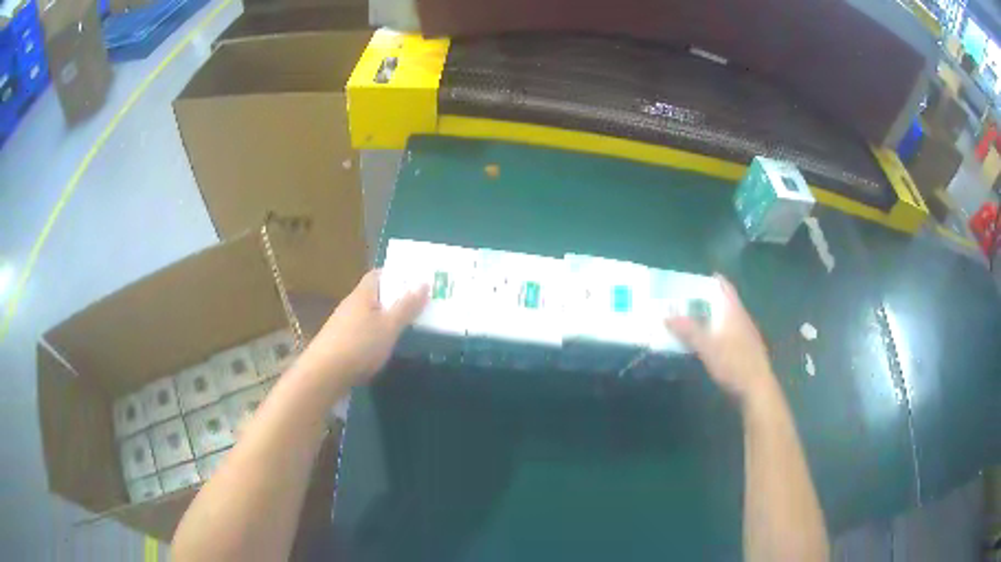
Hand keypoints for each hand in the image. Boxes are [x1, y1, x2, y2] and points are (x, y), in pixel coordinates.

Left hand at [305, 269, 427, 388]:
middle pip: (374, 294)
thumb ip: (406, 306)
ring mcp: (343, 324)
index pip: (378, 274)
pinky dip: (376, 333)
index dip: (396, 274)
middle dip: (394, 297)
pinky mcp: (340, 342)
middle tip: (418, 304)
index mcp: (362, 294)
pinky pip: (363, 330)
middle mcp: (351, 304)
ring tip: (406, 325)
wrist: (324, 374)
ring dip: (385, 316)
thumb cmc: (360, 345)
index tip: (416, 280)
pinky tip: (384, 346)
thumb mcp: (389, 326)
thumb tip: (423, 282)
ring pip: (368, 313)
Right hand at [665, 274, 776, 409]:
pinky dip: (716, 332)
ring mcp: (745, 335)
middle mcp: (741, 318)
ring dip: (711, 317)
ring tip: (691, 320)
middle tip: (685, 300)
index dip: (712, 280)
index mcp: (734, 311)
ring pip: (726, 319)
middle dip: (707, 299)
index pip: (724, 287)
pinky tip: (706, 342)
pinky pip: (728, 333)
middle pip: (724, 302)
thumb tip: (666, 314)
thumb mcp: (707, 346)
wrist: (756, 388)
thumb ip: (688, 330)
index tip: (694, 279)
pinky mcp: (745, 350)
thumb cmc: (733, 363)